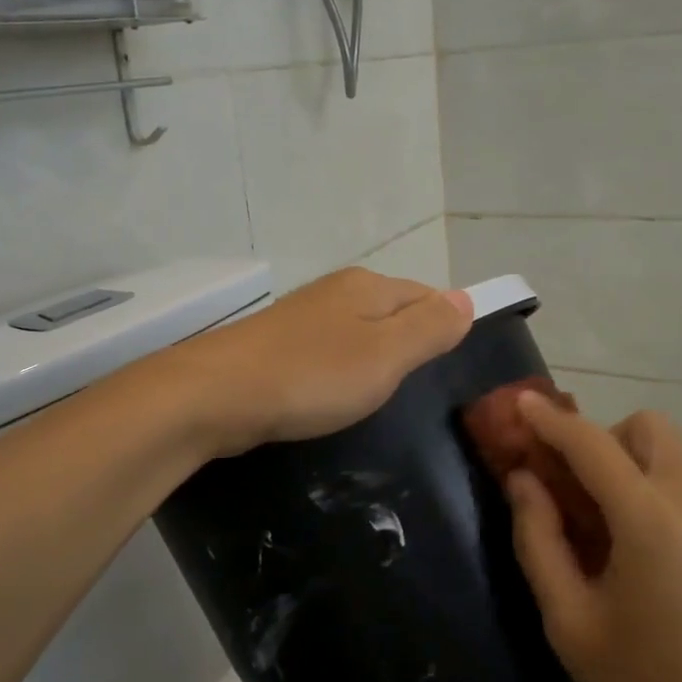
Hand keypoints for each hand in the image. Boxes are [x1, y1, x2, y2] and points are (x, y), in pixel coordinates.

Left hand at [176, 268, 472, 456]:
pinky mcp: (276, 346)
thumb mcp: (386, 355)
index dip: (444, 325)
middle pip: (391, 311)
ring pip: (356, 332)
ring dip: (373, 358)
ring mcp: (302, 317)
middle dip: (408, 342)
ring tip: (382, 395)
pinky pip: (326, 352)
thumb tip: (466, 298)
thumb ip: (429, 327)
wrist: (215, 394)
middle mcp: (336, 291)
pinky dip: (339, 371)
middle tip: (420, 387)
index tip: (452, 366)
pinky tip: (335, 394)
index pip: (426, 295)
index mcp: (368, 287)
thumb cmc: (312, 376)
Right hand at [506, 393, 681, 681]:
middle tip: (569, 483)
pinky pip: (680, 474)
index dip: (549, 420)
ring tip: (595, 510)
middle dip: (599, 438)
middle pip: (643, 426)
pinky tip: (627, 533)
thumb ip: (538, 539)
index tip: (517, 403)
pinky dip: (646, 477)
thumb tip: (521, 479)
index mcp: (649, 519)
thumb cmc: (645, 681)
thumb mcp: (569, 620)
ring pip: (666, 446)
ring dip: (624, 455)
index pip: (591, 443)